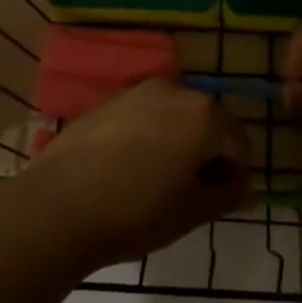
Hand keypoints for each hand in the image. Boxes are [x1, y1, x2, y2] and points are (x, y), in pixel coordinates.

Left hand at [18, 78, 248, 271]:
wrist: (59, 205)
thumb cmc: (137, 210)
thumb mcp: (192, 212)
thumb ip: (226, 195)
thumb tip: (242, 188)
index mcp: (204, 113)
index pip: (238, 142)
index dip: (236, 174)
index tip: (224, 201)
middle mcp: (175, 90)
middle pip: (206, 121)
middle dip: (208, 153)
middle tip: (195, 192)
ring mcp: (138, 91)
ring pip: (173, 116)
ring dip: (178, 142)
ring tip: (162, 181)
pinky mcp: (108, 100)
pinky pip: (144, 116)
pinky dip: (150, 136)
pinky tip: (132, 169)